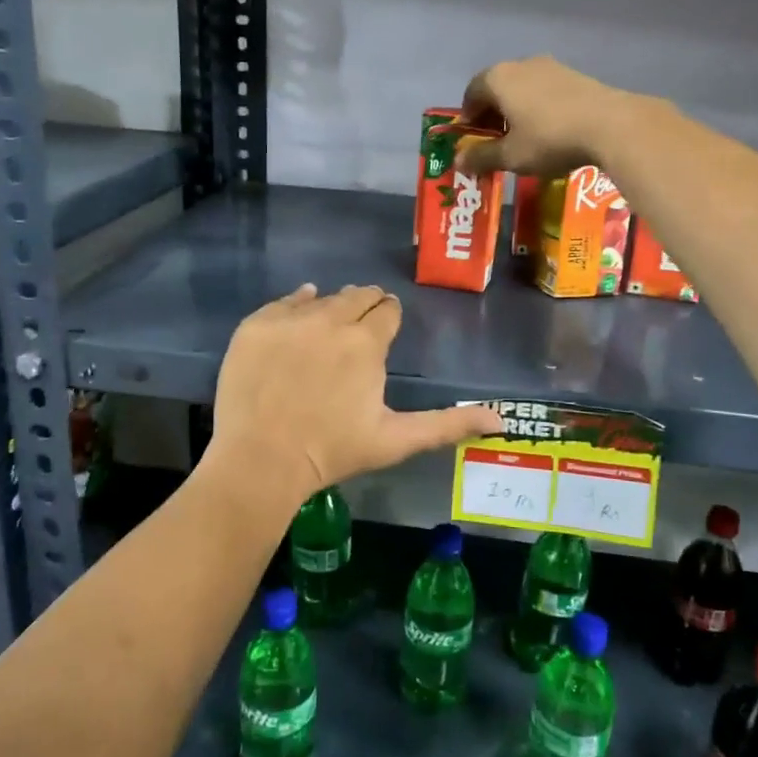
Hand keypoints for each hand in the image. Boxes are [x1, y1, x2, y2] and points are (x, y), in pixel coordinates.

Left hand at [209, 284, 503, 505]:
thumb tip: (501, 419)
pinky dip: (295, 305)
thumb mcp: (396, 440)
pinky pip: (284, 302)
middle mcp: (331, 320)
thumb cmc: (333, 452)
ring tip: (328, 328)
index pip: (387, 310)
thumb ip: (448, 424)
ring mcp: (289, 320)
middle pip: (356, 296)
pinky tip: (299, 314)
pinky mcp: (256, 325)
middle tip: (360, 326)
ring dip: (331, 307)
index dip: (388, 317)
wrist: (261, 460)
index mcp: (367, 343)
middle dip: (364, 305)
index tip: (384, 329)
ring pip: (321, 298)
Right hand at [457, 55, 639, 176]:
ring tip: (524, 139)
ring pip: (523, 89)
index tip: (472, 141)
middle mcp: (522, 64)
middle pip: (497, 88)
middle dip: (492, 115)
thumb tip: (458, 161)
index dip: (468, 119)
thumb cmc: (549, 139)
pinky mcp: (576, 76)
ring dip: (517, 111)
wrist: (611, 126)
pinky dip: (539, 108)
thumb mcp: (511, 156)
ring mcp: (552, 67)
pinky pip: (546, 91)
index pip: (471, 93)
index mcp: (499, 78)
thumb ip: (481, 156)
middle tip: (496, 142)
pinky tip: (551, 131)